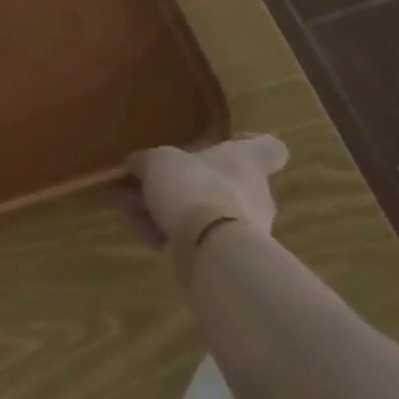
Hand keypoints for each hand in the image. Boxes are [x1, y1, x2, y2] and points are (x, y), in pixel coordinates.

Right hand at [128, 135, 287, 265]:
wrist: (212, 251)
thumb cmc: (195, 188)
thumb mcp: (157, 161)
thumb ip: (147, 160)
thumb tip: (137, 164)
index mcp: (246, 161)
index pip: (269, 147)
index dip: (248, 143)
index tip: (226, 142)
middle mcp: (254, 193)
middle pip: (222, 181)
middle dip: (183, 184)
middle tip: (147, 184)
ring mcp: (244, 228)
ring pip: (201, 211)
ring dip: (166, 210)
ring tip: (129, 210)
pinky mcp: (229, 256)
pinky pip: (195, 237)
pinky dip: (169, 234)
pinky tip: (140, 232)